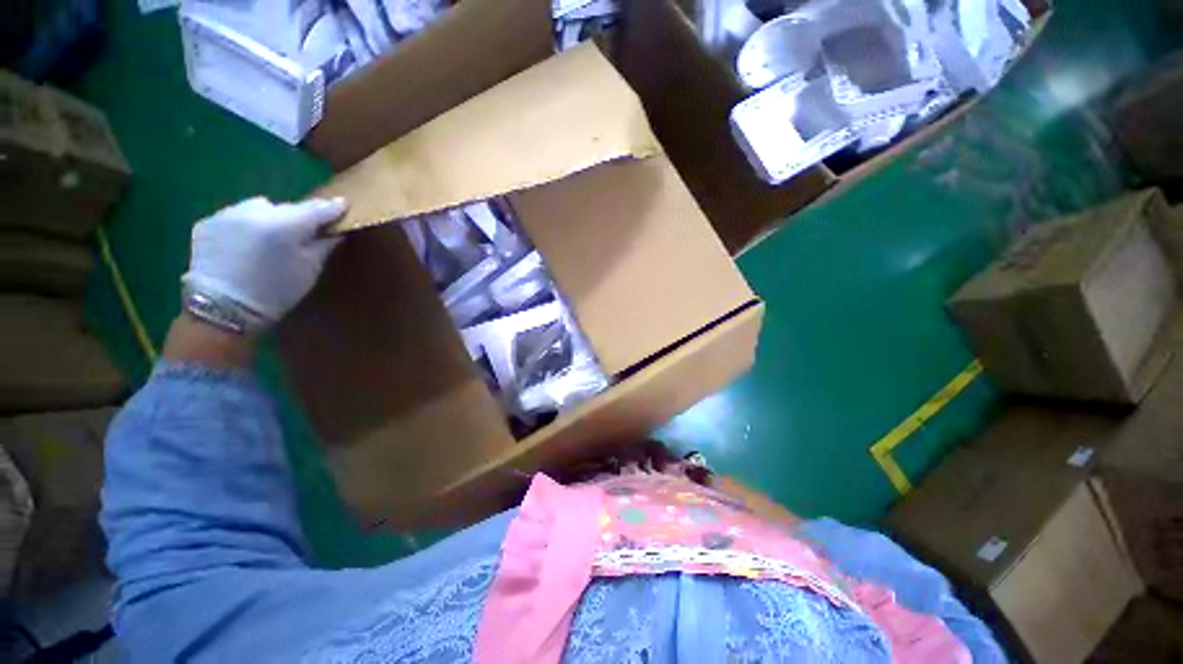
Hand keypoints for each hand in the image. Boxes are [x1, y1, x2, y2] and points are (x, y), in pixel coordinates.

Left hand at [182, 196, 346, 326]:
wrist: (222, 309)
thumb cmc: (276, 291)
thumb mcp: (310, 269)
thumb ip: (324, 244)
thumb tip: (335, 230)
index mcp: (285, 223)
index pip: (317, 208)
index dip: (333, 207)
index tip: (343, 205)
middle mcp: (255, 210)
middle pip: (286, 207)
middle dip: (296, 218)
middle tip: (301, 235)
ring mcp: (227, 213)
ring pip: (258, 209)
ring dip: (268, 220)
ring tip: (268, 240)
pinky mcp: (206, 222)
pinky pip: (235, 217)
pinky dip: (245, 227)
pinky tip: (244, 246)